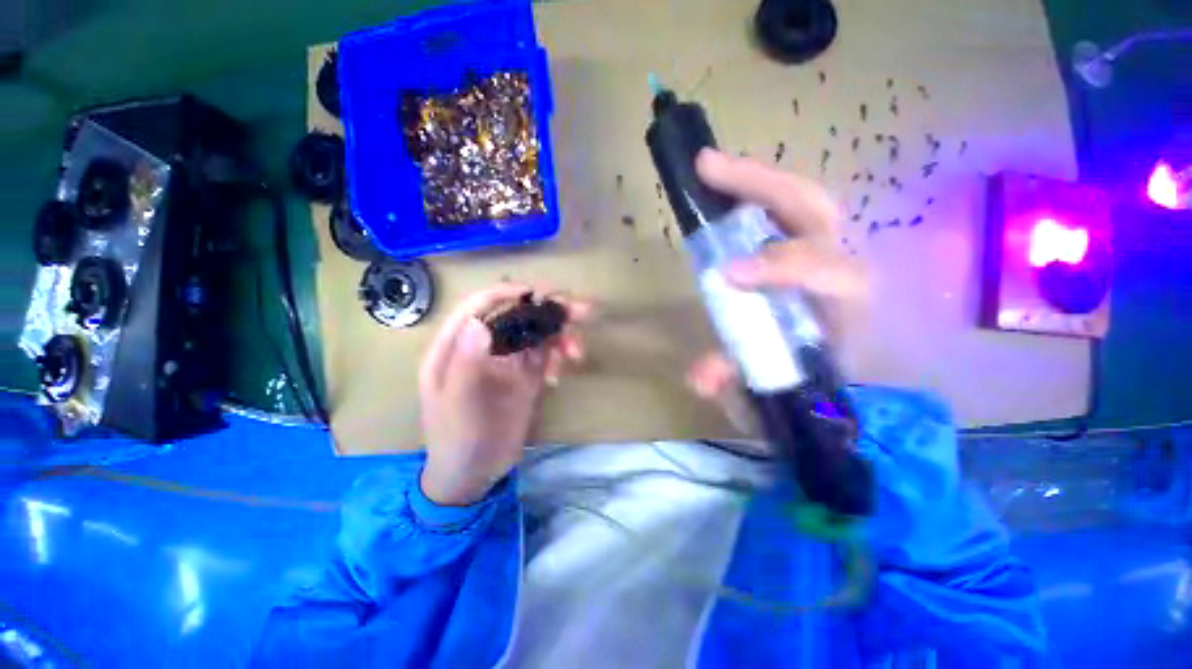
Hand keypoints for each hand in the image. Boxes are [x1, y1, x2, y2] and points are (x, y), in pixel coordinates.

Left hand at [418, 284, 592, 504]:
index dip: (508, 293)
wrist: (474, 474)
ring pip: (538, 332)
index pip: (480, 306)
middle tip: (581, 311)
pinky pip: (548, 354)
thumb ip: (465, 364)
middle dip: (549, 309)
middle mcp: (485, 346)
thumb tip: (480, 323)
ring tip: (576, 352)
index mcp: (457, 346)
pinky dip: (559, 356)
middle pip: (518, 313)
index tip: (538, 294)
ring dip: (561, 334)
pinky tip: (560, 375)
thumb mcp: (456, 405)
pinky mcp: (527, 375)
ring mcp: (509, 360)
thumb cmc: (456, 439)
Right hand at [685, 149, 868, 418]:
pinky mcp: (806, 250)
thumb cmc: (808, 385)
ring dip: (755, 182)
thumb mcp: (771, 390)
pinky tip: (723, 192)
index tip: (729, 274)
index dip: (782, 267)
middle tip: (708, 170)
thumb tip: (698, 376)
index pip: (830, 273)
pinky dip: (753, 197)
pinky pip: (783, 214)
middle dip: (763, 185)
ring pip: (801, 202)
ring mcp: (826, 252)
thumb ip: (737, 384)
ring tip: (710, 170)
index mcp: (847, 309)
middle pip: (815, 210)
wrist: (836, 383)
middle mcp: (842, 269)